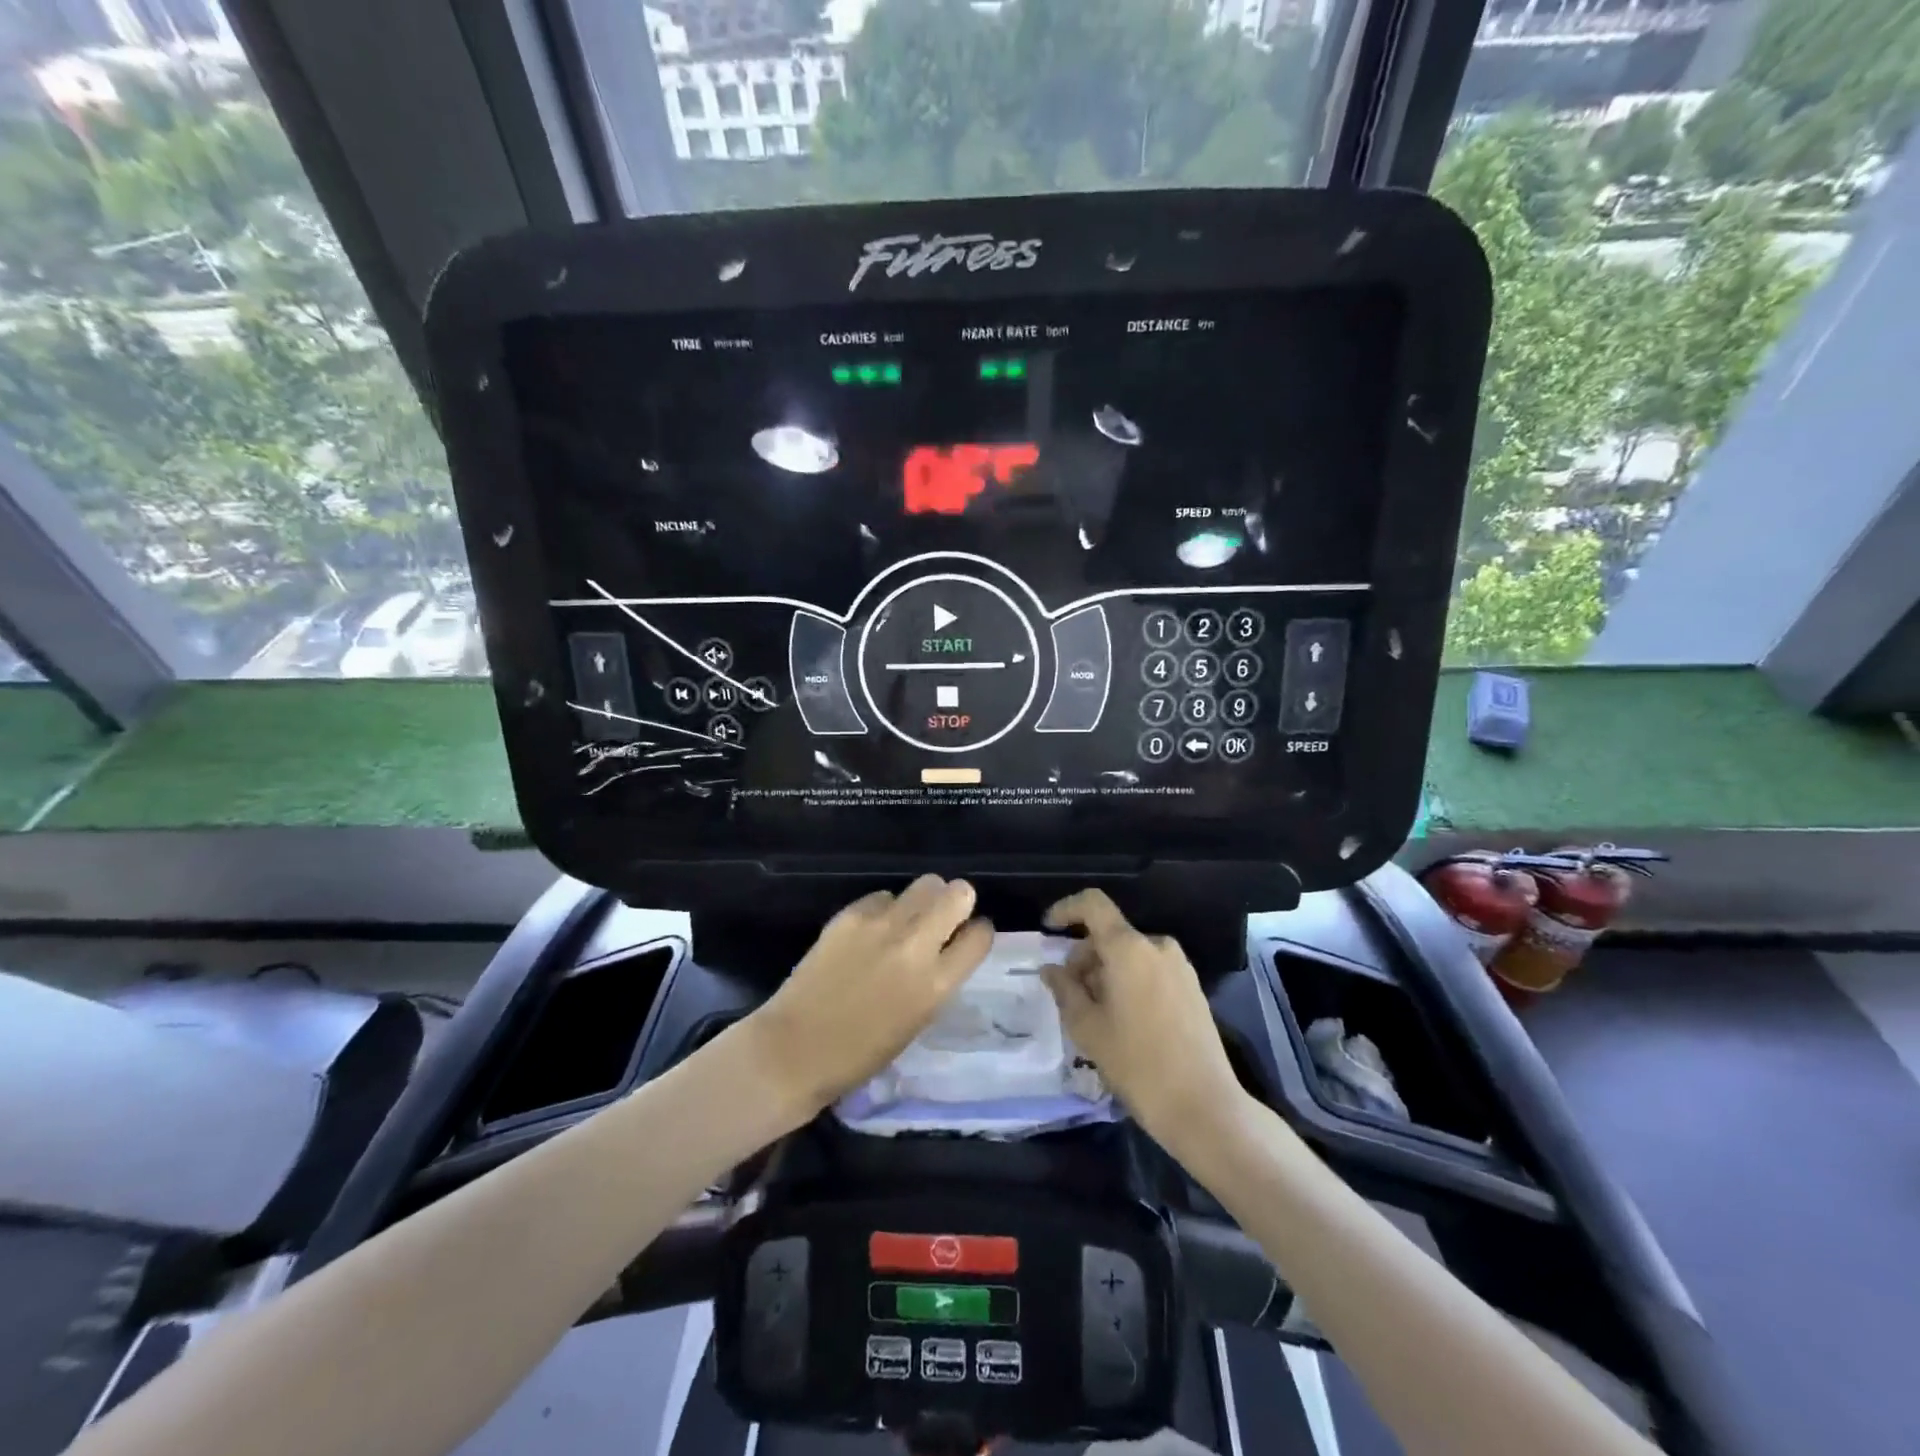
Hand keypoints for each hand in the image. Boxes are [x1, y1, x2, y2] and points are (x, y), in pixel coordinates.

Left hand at [749, 876, 993, 1115]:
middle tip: (942, 919)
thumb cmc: (861, 1054)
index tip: (968, 936)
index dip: (977, 932)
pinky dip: (885, 909)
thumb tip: (947, 947)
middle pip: (958, 893)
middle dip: (956, 902)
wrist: (795, 1050)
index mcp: (937, 984)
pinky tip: (871, 930)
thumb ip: (938, 979)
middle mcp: (915, 945)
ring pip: (925, 884)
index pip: (980, 935)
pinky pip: (884, 896)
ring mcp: (882, 924)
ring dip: (923, 900)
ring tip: (907, 921)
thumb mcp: (918, 1020)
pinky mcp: (851, 914)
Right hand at [1040, 890, 1244, 1148]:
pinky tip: (1123, 1021)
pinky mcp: (1192, 988)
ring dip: (1106, 973)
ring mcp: (1179, 967)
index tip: (1048, 930)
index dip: (1066, 909)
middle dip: (1084, 958)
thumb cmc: (1136, 1063)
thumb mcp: (1087, 1027)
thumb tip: (1051, 969)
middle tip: (1069, 996)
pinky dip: (1129, 983)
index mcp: (1129, 948)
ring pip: (1130, 956)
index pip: (1093, 904)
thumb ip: (1064, 990)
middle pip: (1110, 935)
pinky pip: (1150, 971)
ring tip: (1095, 1015)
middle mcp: (1157, 946)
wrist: (1203, 1106)